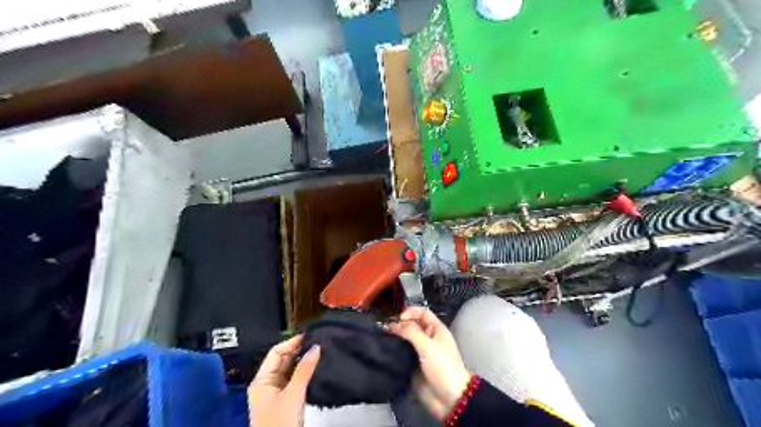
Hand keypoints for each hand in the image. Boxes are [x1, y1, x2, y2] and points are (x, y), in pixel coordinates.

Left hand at [250, 336, 319, 424]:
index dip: (291, 342)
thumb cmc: (279, 424)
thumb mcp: (293, 395)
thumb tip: (315, 347)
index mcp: (261, 380)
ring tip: (318, 352)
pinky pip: (294, 380)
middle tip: (316, 342)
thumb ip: (304, 370)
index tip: (308, 335)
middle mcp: (266, 384)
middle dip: (298, 351)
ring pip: (289, 370)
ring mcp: (275, 393)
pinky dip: (303, 373)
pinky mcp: (284, 401)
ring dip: (302, 361)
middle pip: (282, 360)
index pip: (276, 352)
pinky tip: (315, 369)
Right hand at [388, 306, 473, 419]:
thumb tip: (393, 323)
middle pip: (411, 325)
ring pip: (404, 339)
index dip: (410, 312)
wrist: (449, 398)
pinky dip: (393, 350)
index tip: (397, 318)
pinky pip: (401, 353)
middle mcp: (427, 338)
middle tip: (384, 327)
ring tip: (380, 336)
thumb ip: (411, 332)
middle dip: (399, 324)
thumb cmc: (443, 367)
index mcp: (436, 329)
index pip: (422, 313)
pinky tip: (383, 349)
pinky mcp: (412, 365)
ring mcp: (419, 352)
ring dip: (394, 337)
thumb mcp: (428, 346)